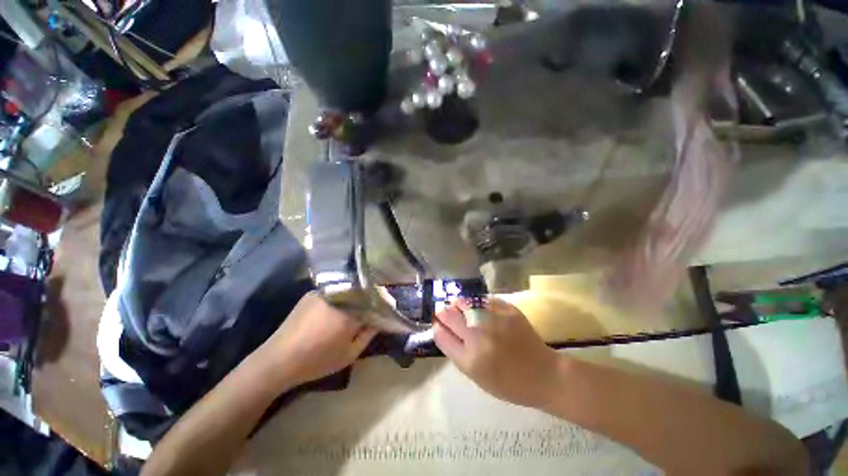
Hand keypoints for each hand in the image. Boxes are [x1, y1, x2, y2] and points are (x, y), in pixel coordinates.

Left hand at [256, 292, 376, 387]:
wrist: (277, 361)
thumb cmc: (317, 361)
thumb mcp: (350, 354)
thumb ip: (368, 334)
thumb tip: (379, 319)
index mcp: (350, 310)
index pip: (375, 299)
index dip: (384, 301)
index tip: (389, 304)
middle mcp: (339, 295)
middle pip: (363, 290)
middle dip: (372, 296)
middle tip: (376, 305)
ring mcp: (324, 291)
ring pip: (349, 288)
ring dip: (358, 294)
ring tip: (360, 304)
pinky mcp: (313, 293)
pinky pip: (335, 289)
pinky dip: (343, 294)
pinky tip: (341, 304)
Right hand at [434, 298, 563, 408]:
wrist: (544, 375)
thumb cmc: (509, 384)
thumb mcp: (477, 377)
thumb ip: (458, 353)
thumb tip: (443, 331)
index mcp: (470, 360)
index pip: (441, 335)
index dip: (437, 327)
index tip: (437, 324)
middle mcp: (479, 338)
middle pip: (449, 316)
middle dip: (443, 312)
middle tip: (444, 312)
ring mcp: (494, 321)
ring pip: (464, 303)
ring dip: (458, 303)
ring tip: (458, 305)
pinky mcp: (508, 310)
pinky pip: (484, 299)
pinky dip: (476, 301)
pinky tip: (475, 304)